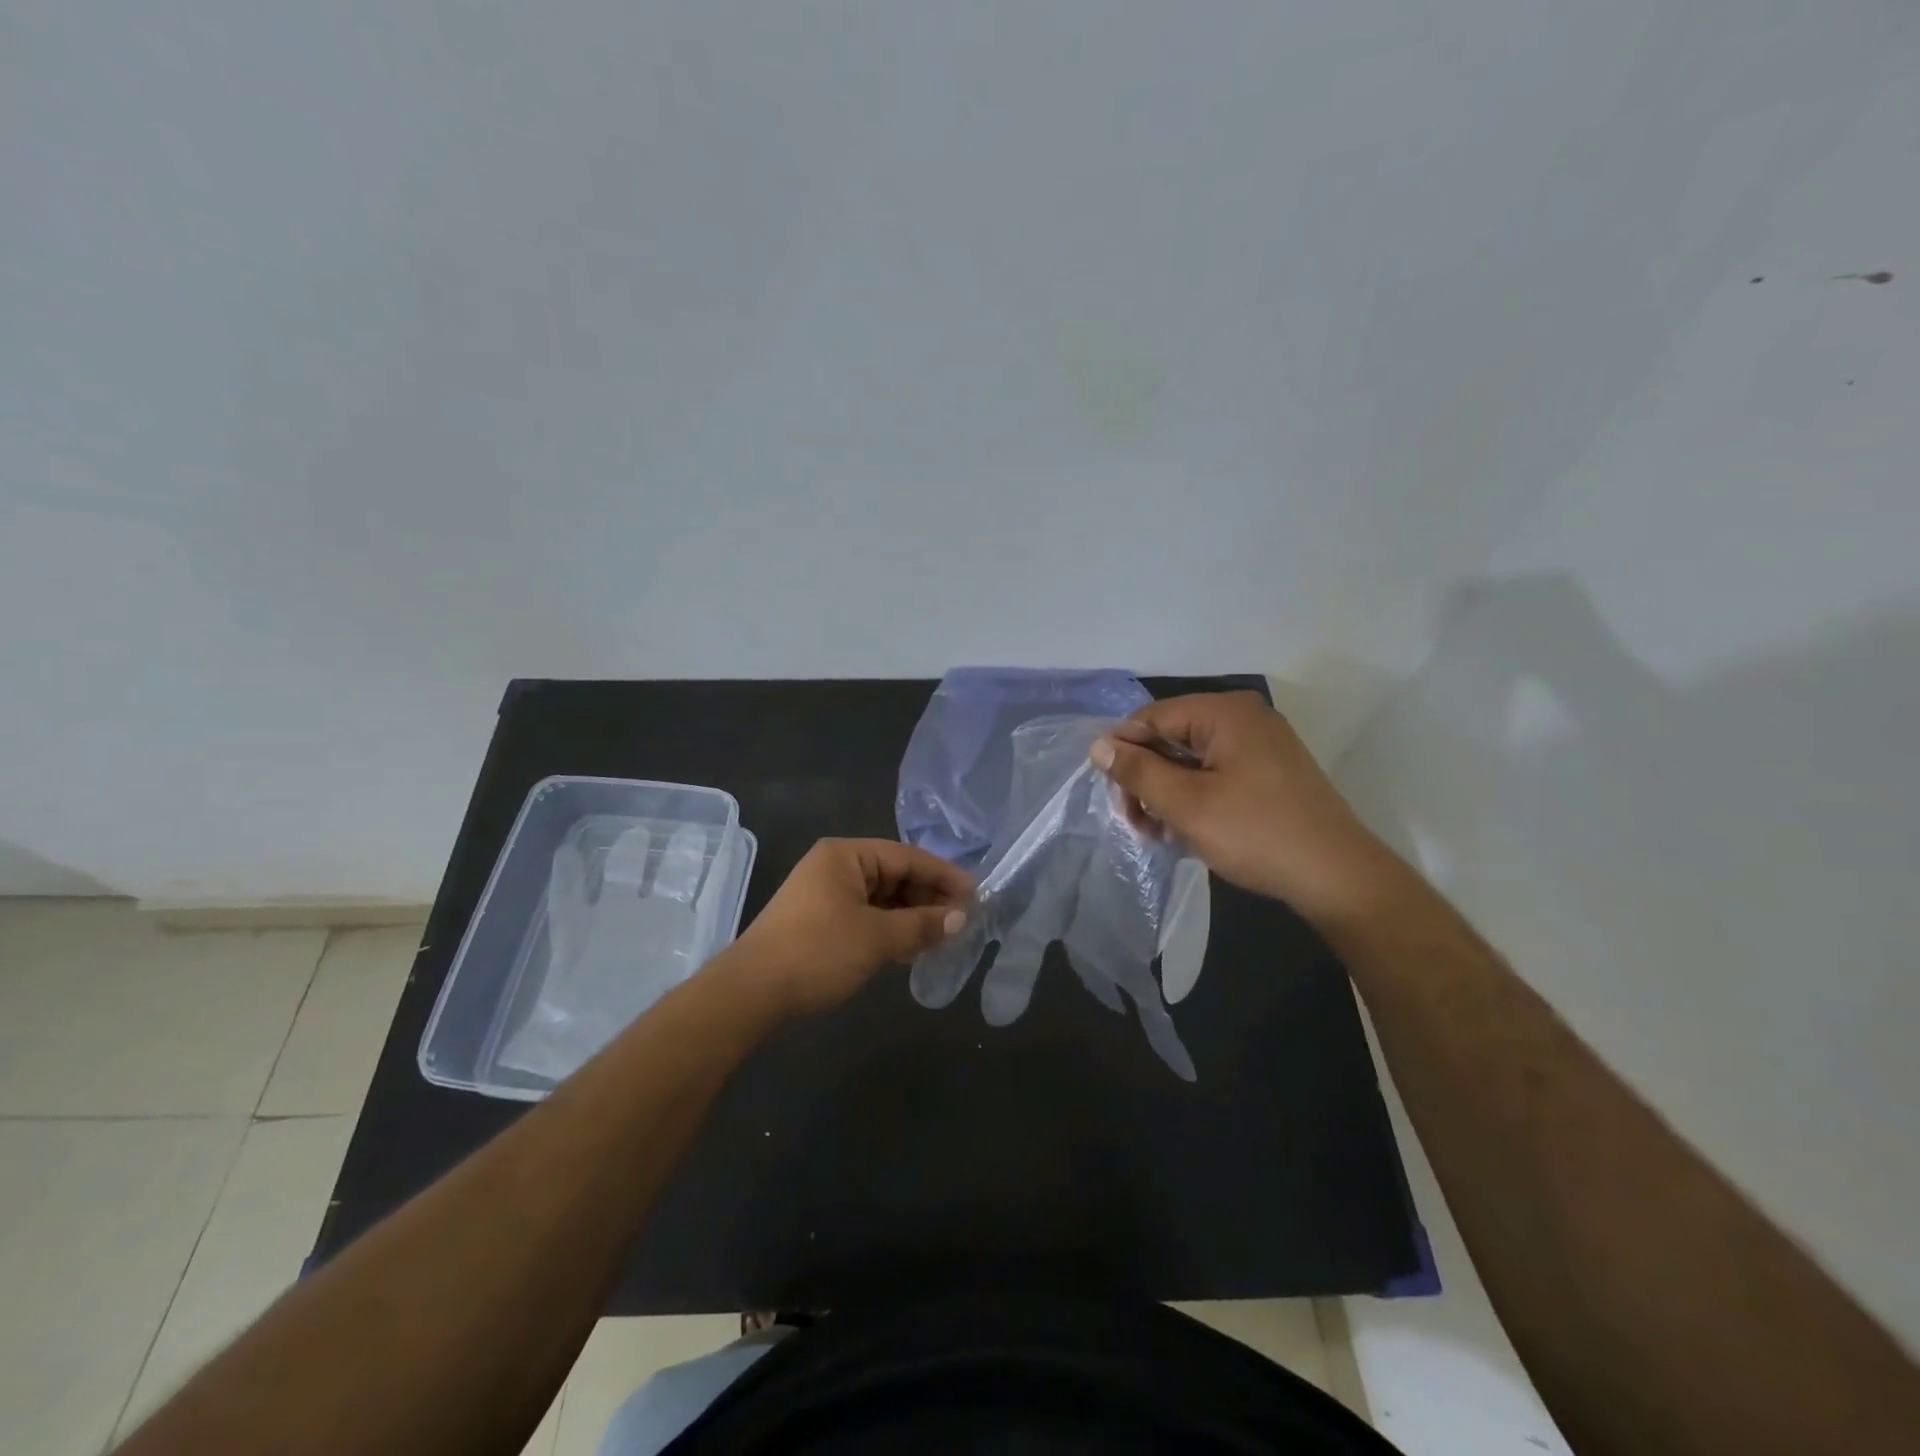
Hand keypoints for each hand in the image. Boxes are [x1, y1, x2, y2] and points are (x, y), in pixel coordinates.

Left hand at [723, 839, 972, 1018]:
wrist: (750, 994)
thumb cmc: (817, 952)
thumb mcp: (877, 938)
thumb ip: (922, 924)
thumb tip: (961, 918)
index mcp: (845, 855)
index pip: (907, 857)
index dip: (943, 876)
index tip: (975, 896)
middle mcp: (835, 867)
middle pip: (894, 876)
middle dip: (928, 899)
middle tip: (962, 922)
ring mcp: (825, 895)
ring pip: (881, 899)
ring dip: (911, 918)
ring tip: (942, 939)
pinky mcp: (819, 922)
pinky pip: (866, 917)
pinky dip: (889, 930)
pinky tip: (910, 949)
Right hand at [1090, 692, 1402, 927]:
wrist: (1337, 877)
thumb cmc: (1256, 833)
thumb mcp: (1186, 804)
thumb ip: (1138, 771)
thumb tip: (1098, 745)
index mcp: (1224, 713)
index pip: (1151, 718)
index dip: (1124, 753)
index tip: (1115, 797)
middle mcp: (1243, 718)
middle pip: (1170, 738)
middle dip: (1147, 780)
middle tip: (1138, 824)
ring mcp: (1260, 744)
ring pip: (1191, 759)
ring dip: (1167, 794)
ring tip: (1161, 834)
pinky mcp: (1269, 771)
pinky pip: (1215, 773)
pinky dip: (1195, 797)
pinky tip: (1187, 830)